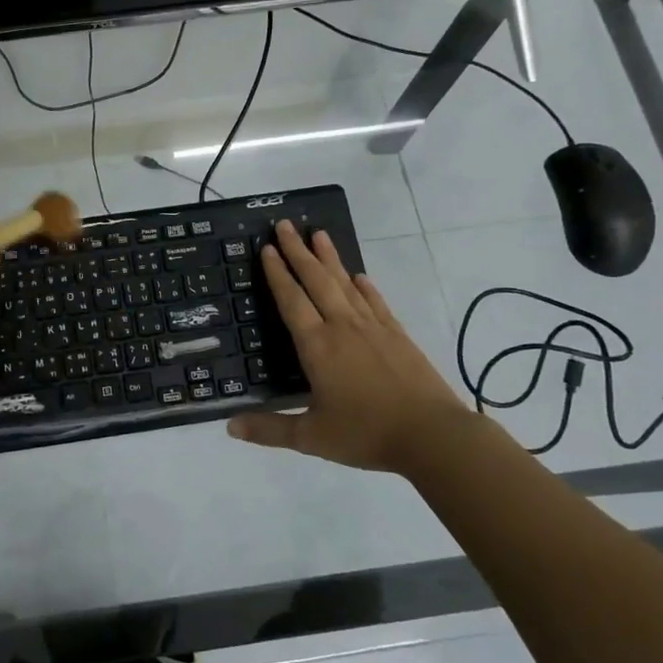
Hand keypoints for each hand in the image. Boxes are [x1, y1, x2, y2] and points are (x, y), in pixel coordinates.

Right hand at [228, 220, 469, 471]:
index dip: (277, 274)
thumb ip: (270, 429)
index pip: (292, 301)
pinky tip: (359, 276)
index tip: (266, 248)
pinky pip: (375, 301)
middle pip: (317, 280)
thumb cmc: (366, 434)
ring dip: (330, 258)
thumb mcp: (311, 437)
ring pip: (346, 283)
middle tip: (285, 225)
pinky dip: (364, 286)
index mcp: (317, 347)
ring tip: (318, 233)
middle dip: (298, 251)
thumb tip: (229, 428)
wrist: (432, 435)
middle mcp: (343, 327)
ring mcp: (373, 328)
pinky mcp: (397, 335)